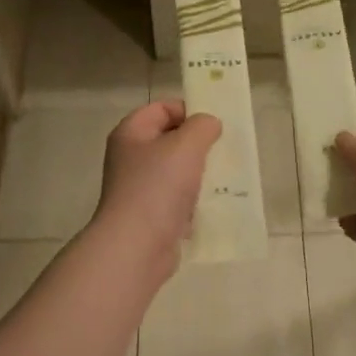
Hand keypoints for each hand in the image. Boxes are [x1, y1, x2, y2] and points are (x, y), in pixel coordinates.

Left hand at [90, 100, 221, 275]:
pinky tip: (213, 206)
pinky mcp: (151, 216)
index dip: (188, 110)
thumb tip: (209, 124)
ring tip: (224, 179)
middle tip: (223, 151)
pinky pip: (178, 201)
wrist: (137, 246)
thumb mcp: (186, 145)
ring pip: (176, 172)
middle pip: (170, 141)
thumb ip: (202, 126)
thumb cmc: (158, 187)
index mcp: (131, 134)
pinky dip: (195, 202)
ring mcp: (139, 189)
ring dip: (200, 175)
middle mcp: (131, 159)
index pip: (161, 108)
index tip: (214, 125)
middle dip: (198, 145)